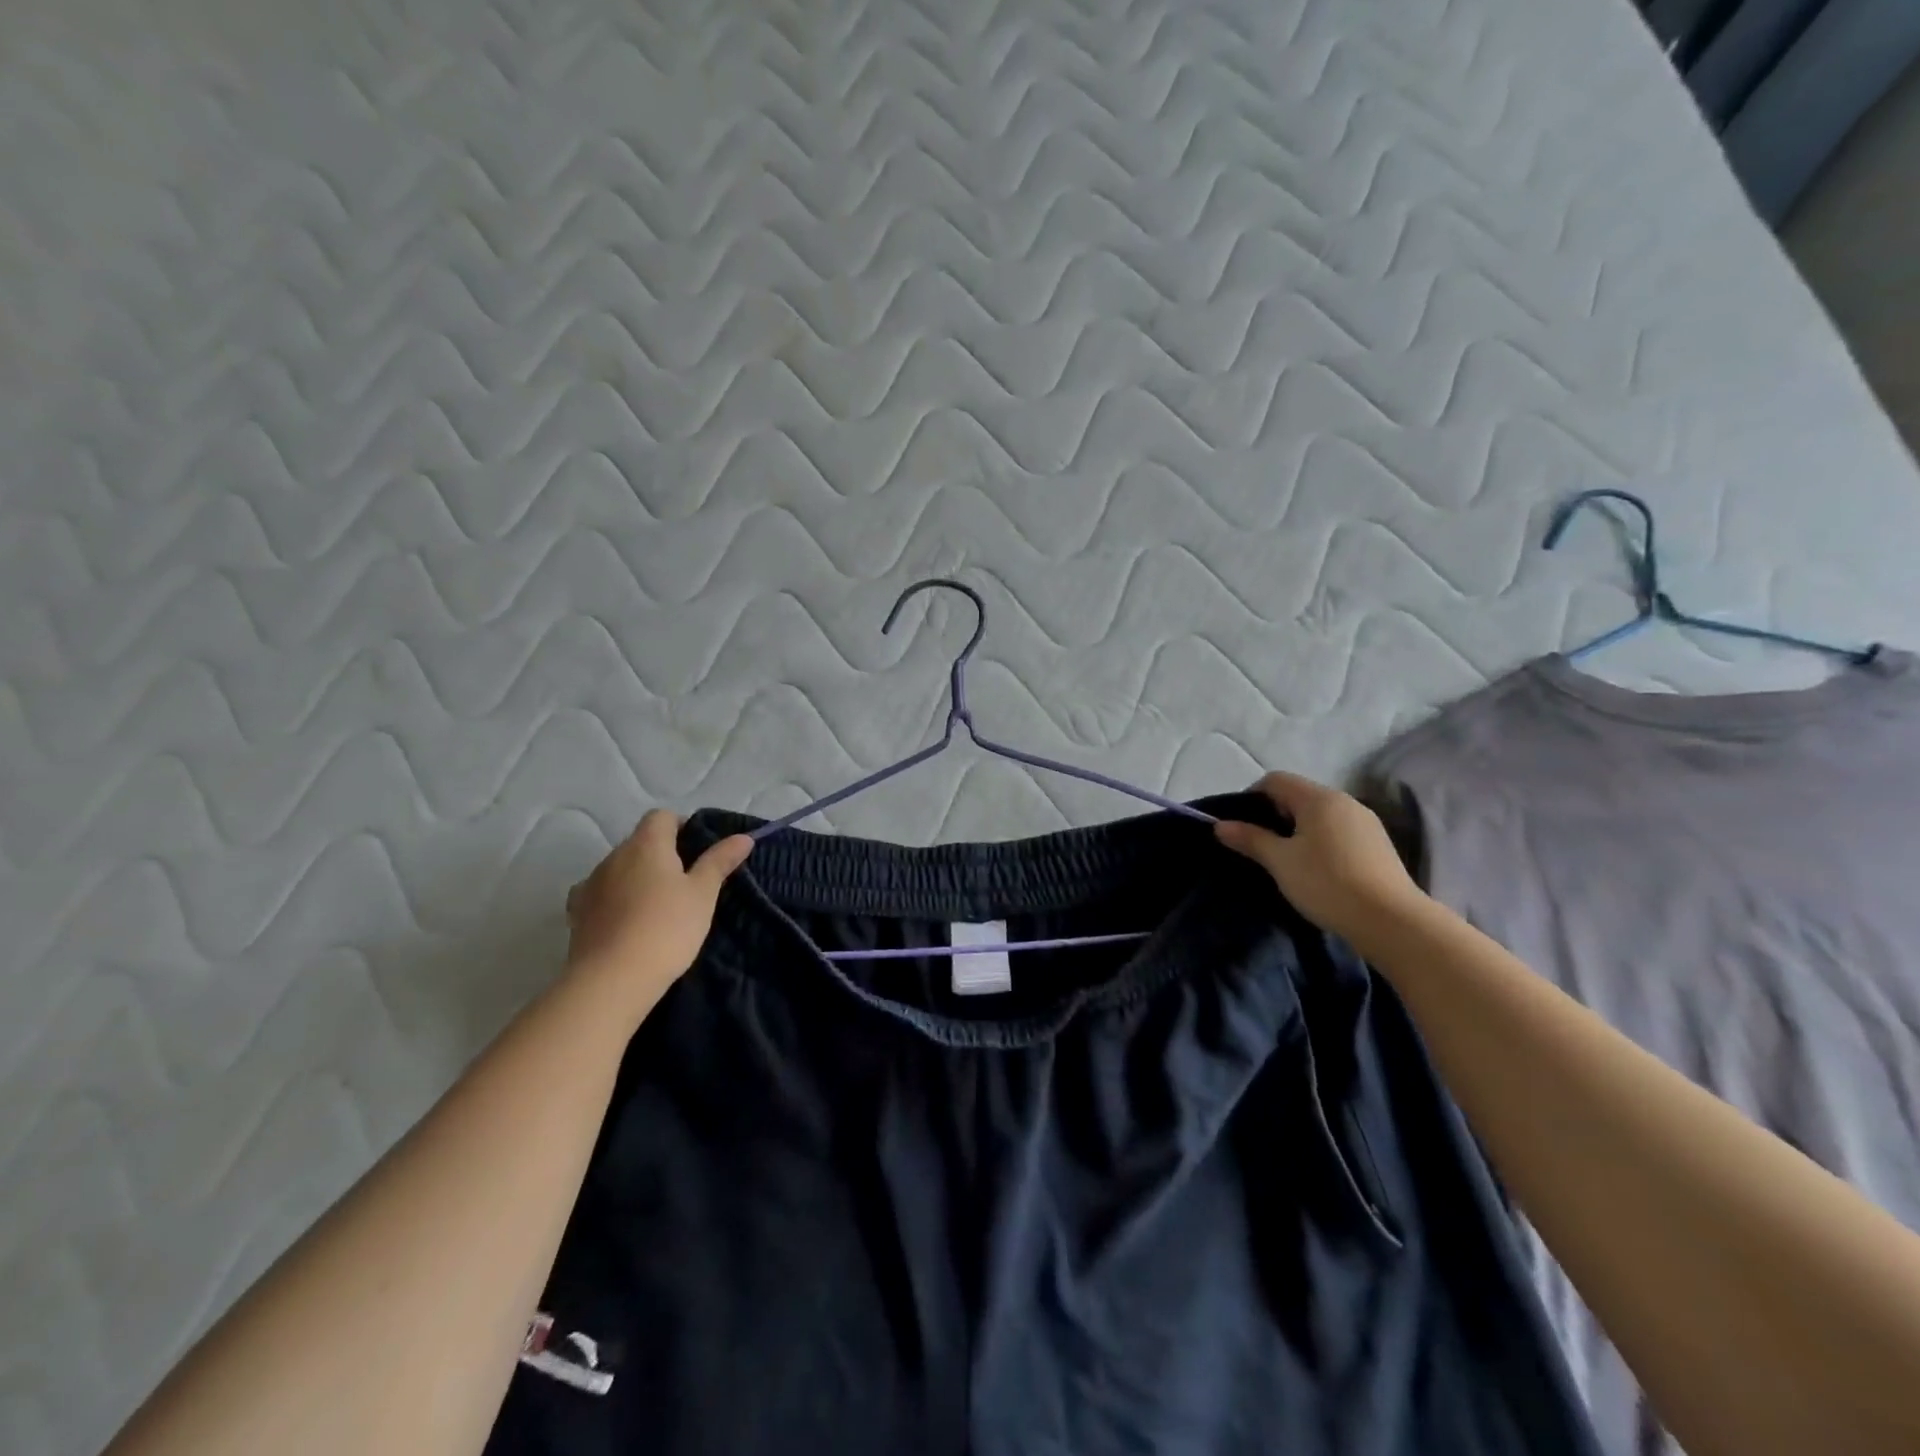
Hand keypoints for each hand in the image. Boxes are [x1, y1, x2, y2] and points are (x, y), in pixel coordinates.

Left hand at [565, 811, 753, 990]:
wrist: (612, 980)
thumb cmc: (667, 928)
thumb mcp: (703, 894)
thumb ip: (720, 861)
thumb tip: (744, 837)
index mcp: (646, 844)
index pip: (662, 817)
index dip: (681, 826)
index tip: (698, 851)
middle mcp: (614, 856)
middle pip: (640, 842)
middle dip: (661, 855)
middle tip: (686, 884)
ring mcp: (591, 884)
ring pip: (619, 869)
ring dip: (637, 878)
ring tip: (657, 907)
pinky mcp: (577, 914)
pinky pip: (600, 894)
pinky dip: (615, 900)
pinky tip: (627, 922)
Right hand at [1214, 771, 1426, 945]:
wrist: (1391, 922)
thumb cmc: (1327, 883)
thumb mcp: (1280, 862)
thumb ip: (1250, 839)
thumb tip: (1220, 825)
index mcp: (1319, 798)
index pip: (1275, 780)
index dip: (1252, 796)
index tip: (1241, 826)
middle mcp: (1345, 801)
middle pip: (1299, 795)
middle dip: (1275, 814)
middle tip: (1260, 846)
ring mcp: (1366, 823)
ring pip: (1320, 815)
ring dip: (1298, 830)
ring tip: (1287, 861)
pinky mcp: (1378, 845)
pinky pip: (1339, 832)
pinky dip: (1321, 842)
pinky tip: (1317, 870)